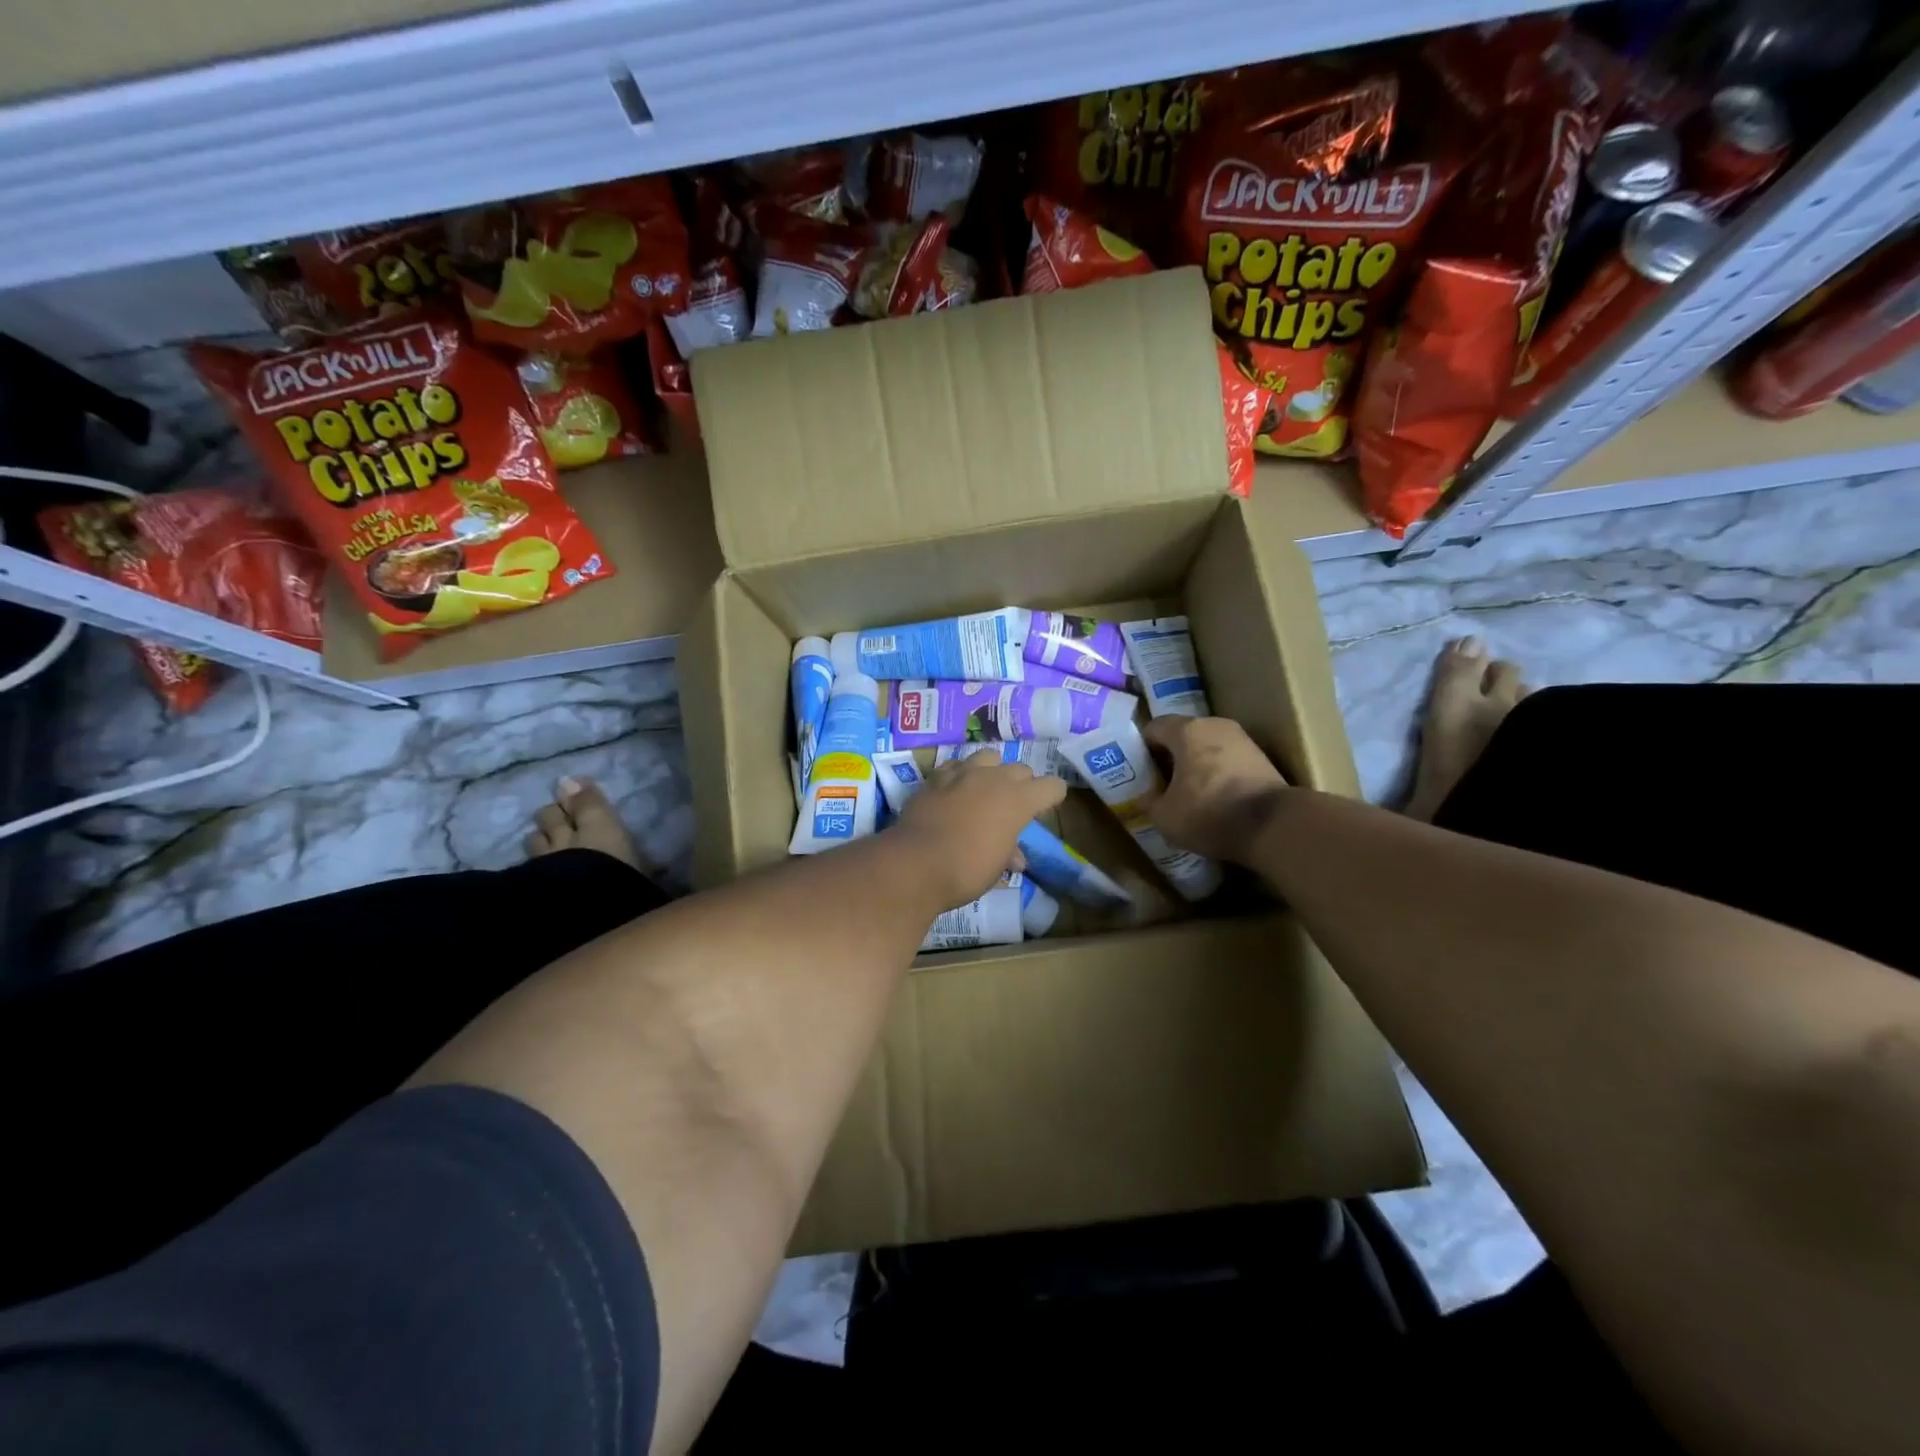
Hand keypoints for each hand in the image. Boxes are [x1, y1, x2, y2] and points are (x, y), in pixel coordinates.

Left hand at [895, 755, 1066, 909]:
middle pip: (1021, 769)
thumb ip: (1009, 853)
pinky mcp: (936, 776)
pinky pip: (956, 765)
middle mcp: (995, 778)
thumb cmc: (966, 870)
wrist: (916, 862)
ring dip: (992, 771)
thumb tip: (1015, 857)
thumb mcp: (996, 867)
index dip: (1052, 797)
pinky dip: (960, 775)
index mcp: (1019, 800)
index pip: (1052, 786)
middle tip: (1013, 806)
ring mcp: (963, 773)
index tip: (1044, 809)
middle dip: (1022, 784)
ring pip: (989, 756)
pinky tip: (954, 790)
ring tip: (984, 790)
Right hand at [1142, 716, 1287, 862]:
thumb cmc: (1209, 813)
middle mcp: (1215, 725)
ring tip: (1188, 793)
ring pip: (1208, 747)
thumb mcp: (1165, 816)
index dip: (1142, 748)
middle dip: (1170, 756)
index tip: (1139, 770)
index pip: (1154, 727)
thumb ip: (1150, 801)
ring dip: (1196, 765)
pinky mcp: (1262, 757)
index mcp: (1186, 730)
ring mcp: (1242, 739)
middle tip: (1161, 782)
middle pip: (1183, 735)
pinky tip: (1215, 798)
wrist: (1273, 826)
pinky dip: (1218, 773)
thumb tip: (1149, 795)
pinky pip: (1228, 760)